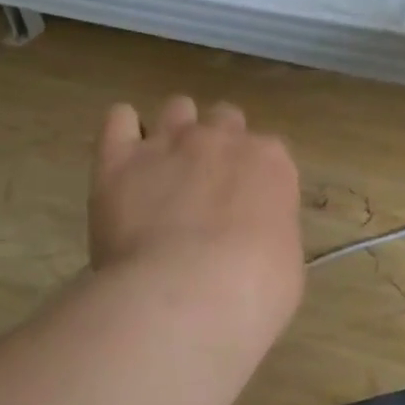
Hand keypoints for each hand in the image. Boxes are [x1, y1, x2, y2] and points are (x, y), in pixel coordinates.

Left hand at [91, 96, 304, 331]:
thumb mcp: (286, 263)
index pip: (267, 150)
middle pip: (225, 118)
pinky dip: (122, 132)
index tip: (244, 207)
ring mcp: (171, 142)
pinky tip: (123, 159)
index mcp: (271, 162)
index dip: (253, 176)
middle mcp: (223, 138)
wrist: (186, 296)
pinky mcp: (119, 158)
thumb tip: (256, 236)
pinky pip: (118, 118)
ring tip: (162, 170)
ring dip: (173, 132)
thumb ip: (272, 231)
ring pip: (177, 108)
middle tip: (204, 187)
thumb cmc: (253, 291)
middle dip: (216, 145)